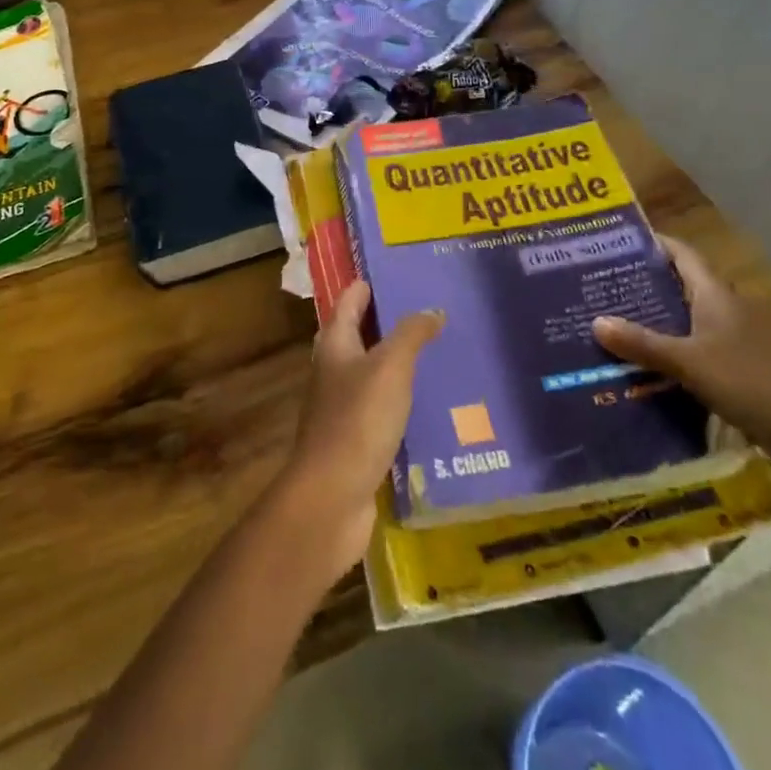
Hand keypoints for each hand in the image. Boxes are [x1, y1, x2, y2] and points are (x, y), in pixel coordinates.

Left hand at [269, 281, 442, 580]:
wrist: (332, 497)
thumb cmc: (357, 420)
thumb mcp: (390, 368)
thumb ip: (411, 334)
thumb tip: (432, 309)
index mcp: (334, 344)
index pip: (349, 300)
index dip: (368, 284)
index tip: (397, 272)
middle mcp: (333, 369)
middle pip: (359, 334)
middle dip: (389, 321)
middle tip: (430, 309)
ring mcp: (341, 406)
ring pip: (372, 372)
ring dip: (397, 361)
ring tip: (439, 351)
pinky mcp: (355, 439)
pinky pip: (381, 407)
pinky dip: (401, 398)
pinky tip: (430, 402)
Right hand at [594, 236, 770, 485]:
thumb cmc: (755, 384)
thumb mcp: (692, 364)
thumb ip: (644, 344)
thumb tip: (595, 321)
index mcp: (715, 296)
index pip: (681, 254)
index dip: (651, 243)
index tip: (614, 242)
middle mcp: (723, 312)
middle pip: (677, 287)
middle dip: (640, 284)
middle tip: (596, 285)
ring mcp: (731, 343)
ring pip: (682, 322)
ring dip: (650, 322)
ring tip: (607, 324)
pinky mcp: (734, 372)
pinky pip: (690, 352)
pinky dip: (665, 354)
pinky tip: (638, 367)